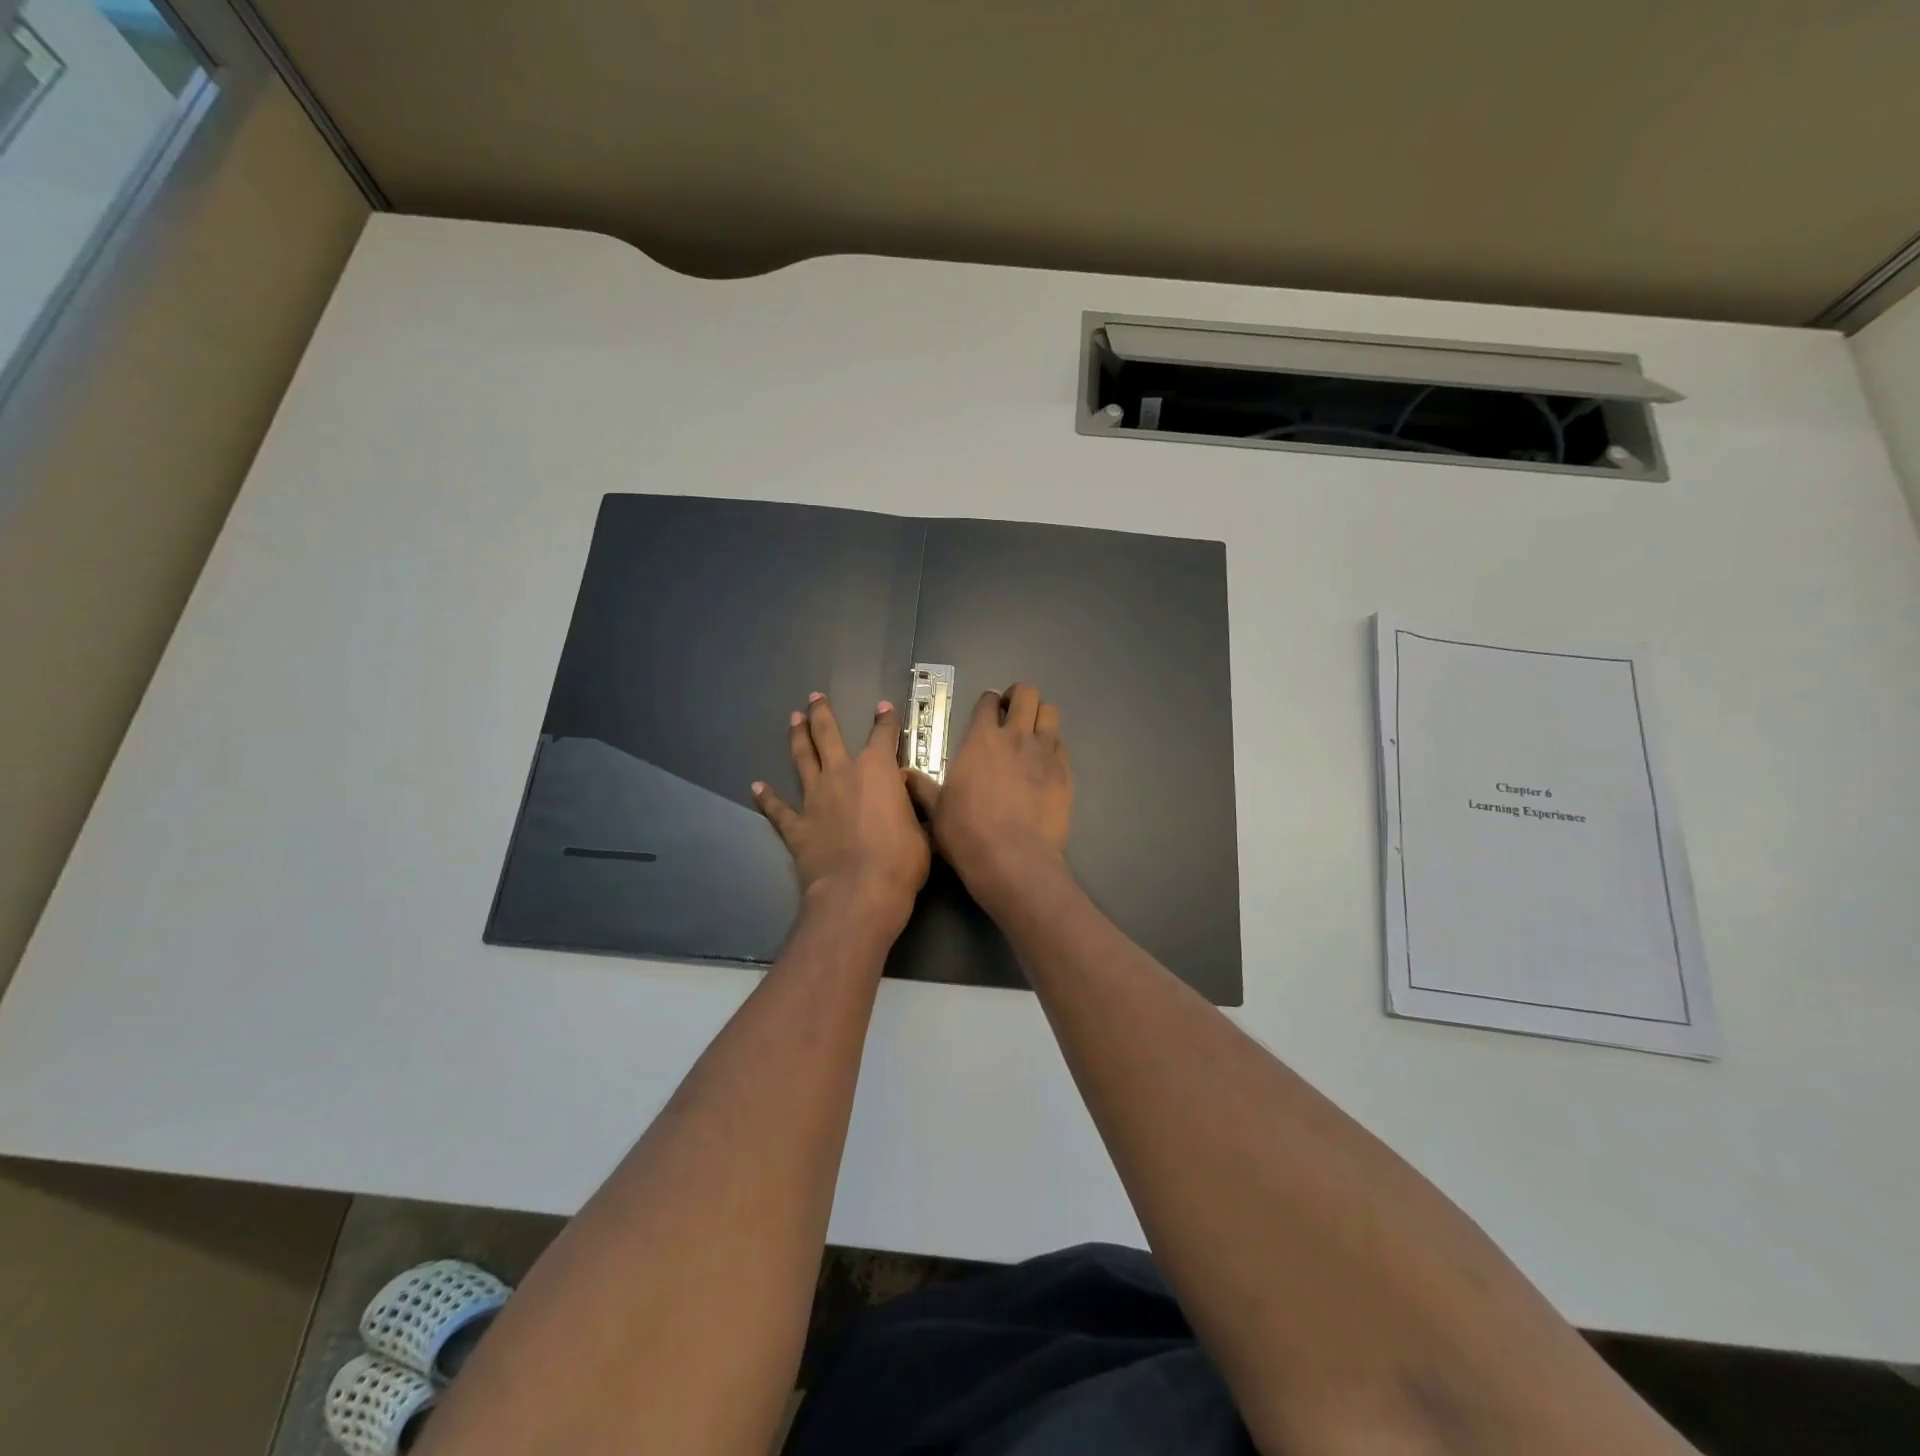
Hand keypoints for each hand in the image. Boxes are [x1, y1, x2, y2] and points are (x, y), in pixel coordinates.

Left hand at [754, 694, 929, 929]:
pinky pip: (778, 808)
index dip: (886, 721)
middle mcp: (842, 775)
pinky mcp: (796, 826)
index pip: (884, 736)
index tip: (884, 708)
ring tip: (793, 720)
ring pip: (802, 759)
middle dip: (822, 714)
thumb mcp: (923, 829)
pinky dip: (767, 797)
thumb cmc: (902, 860)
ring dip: (797, 738)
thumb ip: (912, 806)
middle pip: (828, 735)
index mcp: (878, 771)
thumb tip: (905, 792)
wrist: (859, 891)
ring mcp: (815, 799)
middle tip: (815, 697)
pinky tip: (756, 786)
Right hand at [907, 683, 1072, 910]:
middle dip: (1019, 697)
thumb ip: (923, 788)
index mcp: (981, 740)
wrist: (1013, 859)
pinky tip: (1045, 763)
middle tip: (1011, 713)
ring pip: (1050, 712)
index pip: (988, 703)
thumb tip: (903, 775)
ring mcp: (1044, 753)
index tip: (987, 710)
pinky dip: (1053, 747)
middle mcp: (1015, 737)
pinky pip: (1062, 746)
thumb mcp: (937, 810)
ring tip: (1032, 731)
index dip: (988, 702)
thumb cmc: (967, 833)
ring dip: (1040, 715)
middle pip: (1026, 694)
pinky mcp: (1065, 773)